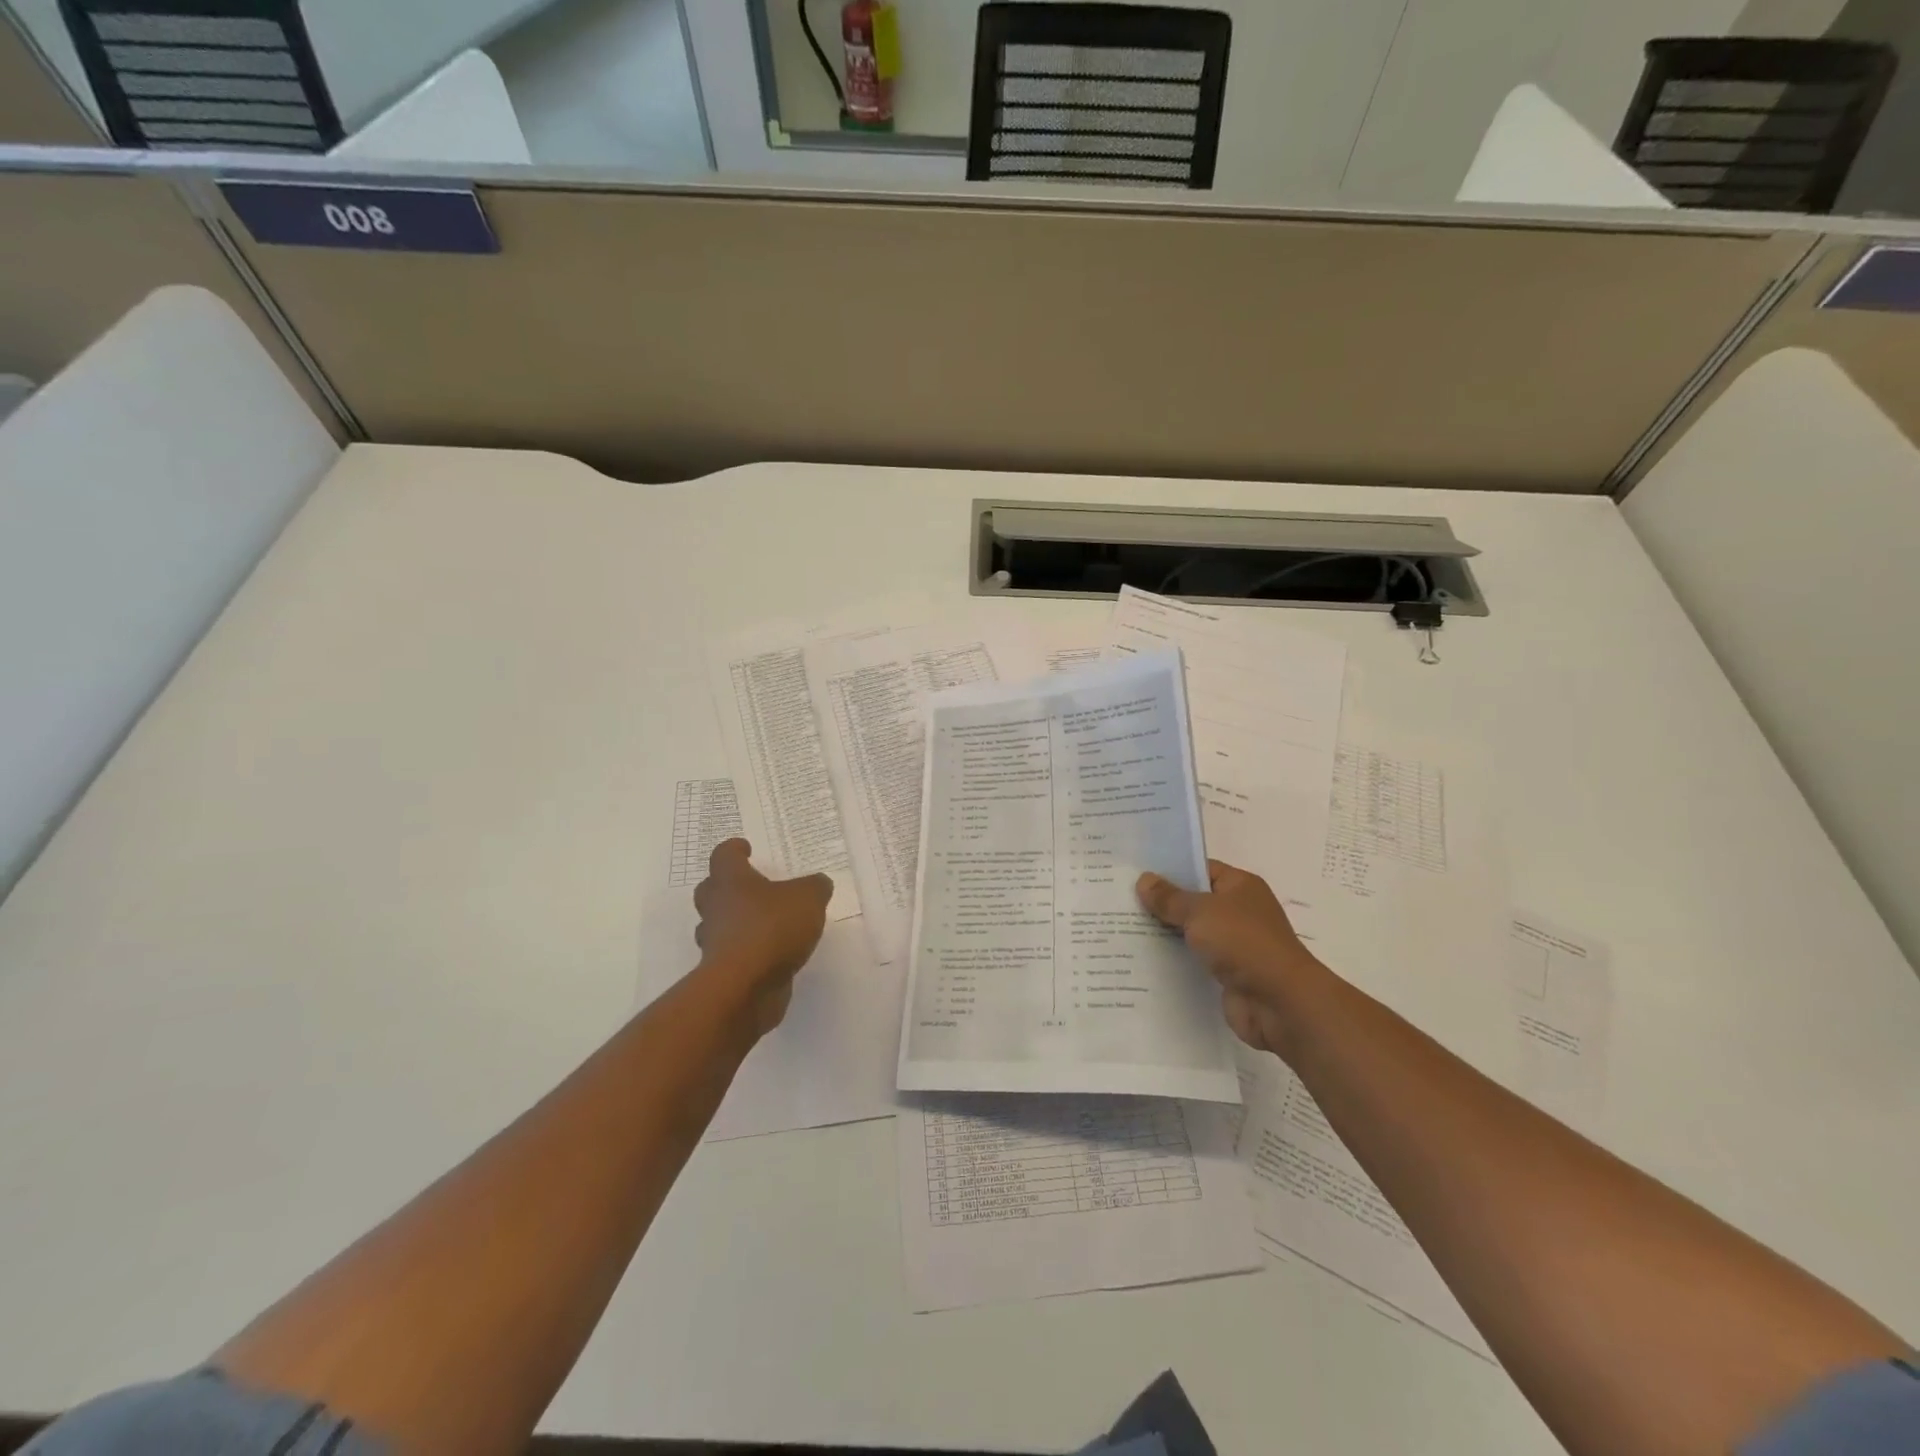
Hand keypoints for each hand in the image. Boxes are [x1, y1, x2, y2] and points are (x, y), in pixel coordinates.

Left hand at [693, 839, 832, 1035]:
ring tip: (765, 923)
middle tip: (752, 886)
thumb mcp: (808, 898)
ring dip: (736, 921)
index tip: (745, 848)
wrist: (745, 986)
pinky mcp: (722, 971)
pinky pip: (734, 953)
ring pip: (719, 924)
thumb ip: (815, 887)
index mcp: (731, 881)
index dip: (734, 849)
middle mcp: (716, 907)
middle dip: (728, 886)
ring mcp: (715, 942)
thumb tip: (818, 884)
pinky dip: (749, 951)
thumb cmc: (772, 928)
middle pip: (712, 889)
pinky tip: (772, 954)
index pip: (724, 855)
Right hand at [1137, 859, 1326, 1055]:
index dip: (1169, 870)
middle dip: (1161, 904)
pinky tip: (1142, 960)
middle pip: (1193, 902)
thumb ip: (1170, 898)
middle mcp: (1239, 912)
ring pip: (1191, 933)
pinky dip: (1174, 961)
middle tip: (1120, 901)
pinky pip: (1194, 961)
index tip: (1135, 872)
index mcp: (1240, 886)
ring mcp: (1234, 944)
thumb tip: (1144, 880)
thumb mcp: (1201, 912)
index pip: (1200, 869)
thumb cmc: (1243, 943)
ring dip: (1165, 934)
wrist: (1280, 1002)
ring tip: (1122, 929)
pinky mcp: (1227, 974)